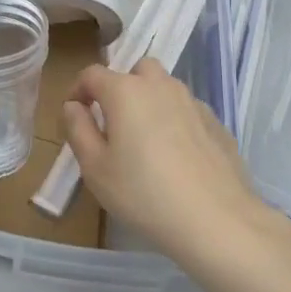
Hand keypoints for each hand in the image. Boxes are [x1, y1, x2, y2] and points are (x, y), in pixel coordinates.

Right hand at [61, 57, 283, 273]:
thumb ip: (78, 130)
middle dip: (121, 88)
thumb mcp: (95, 169)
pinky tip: (177, 157)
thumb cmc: (144, 194)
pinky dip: (176, 121)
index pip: (92, 74)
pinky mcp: (216, 122)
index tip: (75, 115)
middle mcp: (159, 85)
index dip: (78, 90)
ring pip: (164, 88)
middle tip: (115, 123)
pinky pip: (187, 110)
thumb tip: (73, 106)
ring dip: (150, 102)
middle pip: (135, 71)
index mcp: (125, 91)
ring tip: (146, 141)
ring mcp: (192, 101)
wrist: (217, 220)